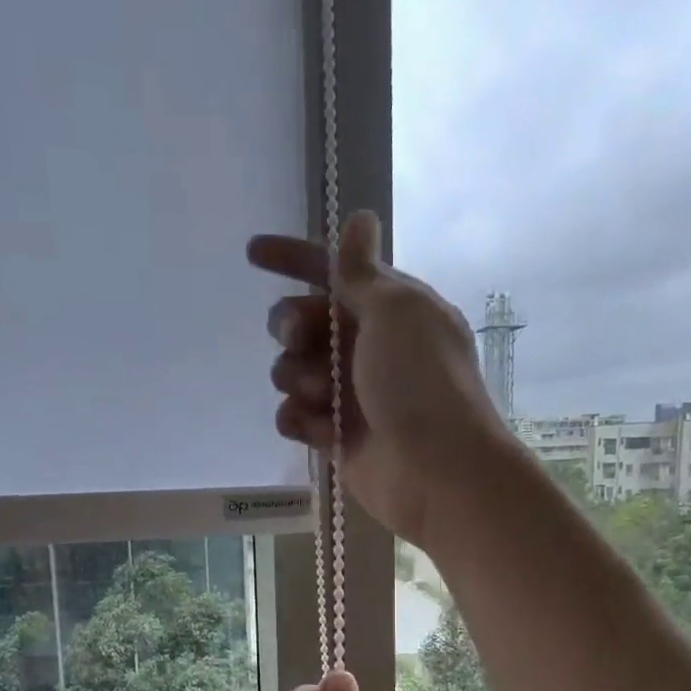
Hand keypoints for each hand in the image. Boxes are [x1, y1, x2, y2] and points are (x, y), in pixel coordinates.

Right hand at [247, 211, 512, 544]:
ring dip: (298, 378)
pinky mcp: (336, 436)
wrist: (437, 471)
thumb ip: (362, 272)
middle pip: (302, 321)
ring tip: (325, 397)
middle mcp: (366, 347)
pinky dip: (299, 419)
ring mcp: (349, 394)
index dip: (293, 259)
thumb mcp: (396, 312)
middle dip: (292, 325)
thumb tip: (361, 219)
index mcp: (388, 310)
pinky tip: (318, 429)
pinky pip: (294, 416)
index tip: (253, 253)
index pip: (332, 272)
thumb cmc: (421, 382)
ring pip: (291, 370)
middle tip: (301, 338)